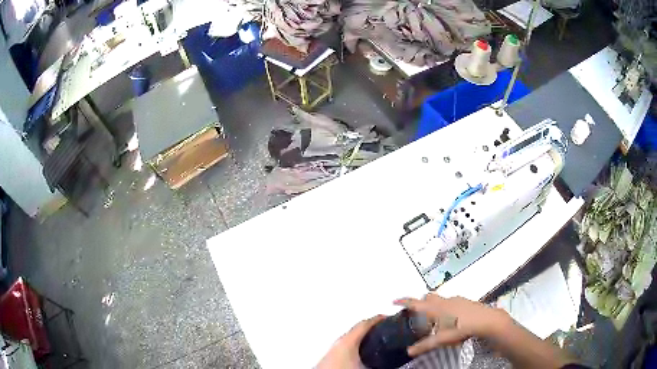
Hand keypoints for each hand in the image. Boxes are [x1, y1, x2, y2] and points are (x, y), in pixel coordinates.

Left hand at [316, 315, 385, 368]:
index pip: (364, 323)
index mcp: (347, 341)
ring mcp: (333, 349)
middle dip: (370, 328)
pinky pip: (345, 346)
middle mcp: (339, 342)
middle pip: (357, 329)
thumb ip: (380, 364)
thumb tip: (393, 366)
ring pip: (350, 338)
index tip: (386, 317)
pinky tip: (361, 353)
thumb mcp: (365, 367)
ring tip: (374, 340)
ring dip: (362, 337)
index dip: (377, 319)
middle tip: (383, 328)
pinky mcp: (329, 357)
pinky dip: (355, 345)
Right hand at [394, 294, 506, 356]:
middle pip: (427, 297)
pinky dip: (445, 307)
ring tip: (433, 320)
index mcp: (436, 308)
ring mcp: (456, 299)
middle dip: (420, 302)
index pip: (415, 303)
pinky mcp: (464, 301)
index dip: (404, 301)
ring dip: (433, 306)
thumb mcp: (442, 339)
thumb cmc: (462, 328)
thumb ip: (425, 345)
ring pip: (439, 299)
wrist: (486, 320)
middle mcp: (444, 301)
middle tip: (416, 314)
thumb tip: (409, 351)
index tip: (394, 300)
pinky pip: (450, 301)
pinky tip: (450, 319)